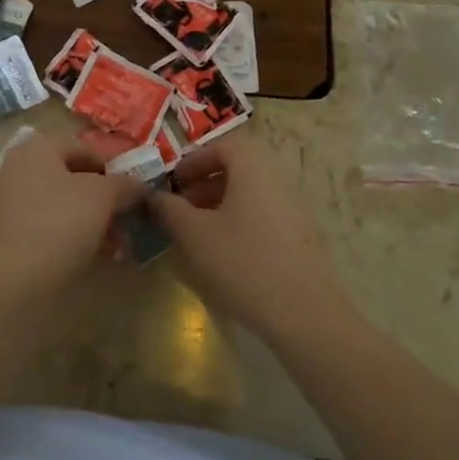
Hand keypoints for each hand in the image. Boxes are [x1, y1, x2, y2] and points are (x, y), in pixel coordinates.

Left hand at [0, 132, 143, 291]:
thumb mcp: (103, 196)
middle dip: (105, 202)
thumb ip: (124, 184)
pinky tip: (96, 257)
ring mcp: (10, 201)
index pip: (85, 150)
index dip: (113, 170)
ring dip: (93, 222)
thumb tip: (140, 185)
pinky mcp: (8, 234)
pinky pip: (49, 227)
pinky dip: (73, 237)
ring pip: (63, 205)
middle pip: (73, 179)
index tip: (133, 194)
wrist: (14, 278)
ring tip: (118, 248)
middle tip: (127, 223)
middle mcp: (19, 167)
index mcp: (38, 147)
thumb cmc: (61, 222)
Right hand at [153, 134, 352, 341]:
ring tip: (197, 232)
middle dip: (204, 183)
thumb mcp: (195, 234)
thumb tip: (153, 195)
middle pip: (237, 167)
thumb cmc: (243, 263)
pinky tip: (225, 253)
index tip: (173, 183)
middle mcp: (278, 178)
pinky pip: (263, 213)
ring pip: (250, 192)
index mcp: (253, 167)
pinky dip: (239, 220)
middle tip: (180, 208)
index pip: (222, 145)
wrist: (305, 315)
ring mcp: (294, 207)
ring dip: (220, 204)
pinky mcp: (301, 235)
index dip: (193, 160)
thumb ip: (169, 209)